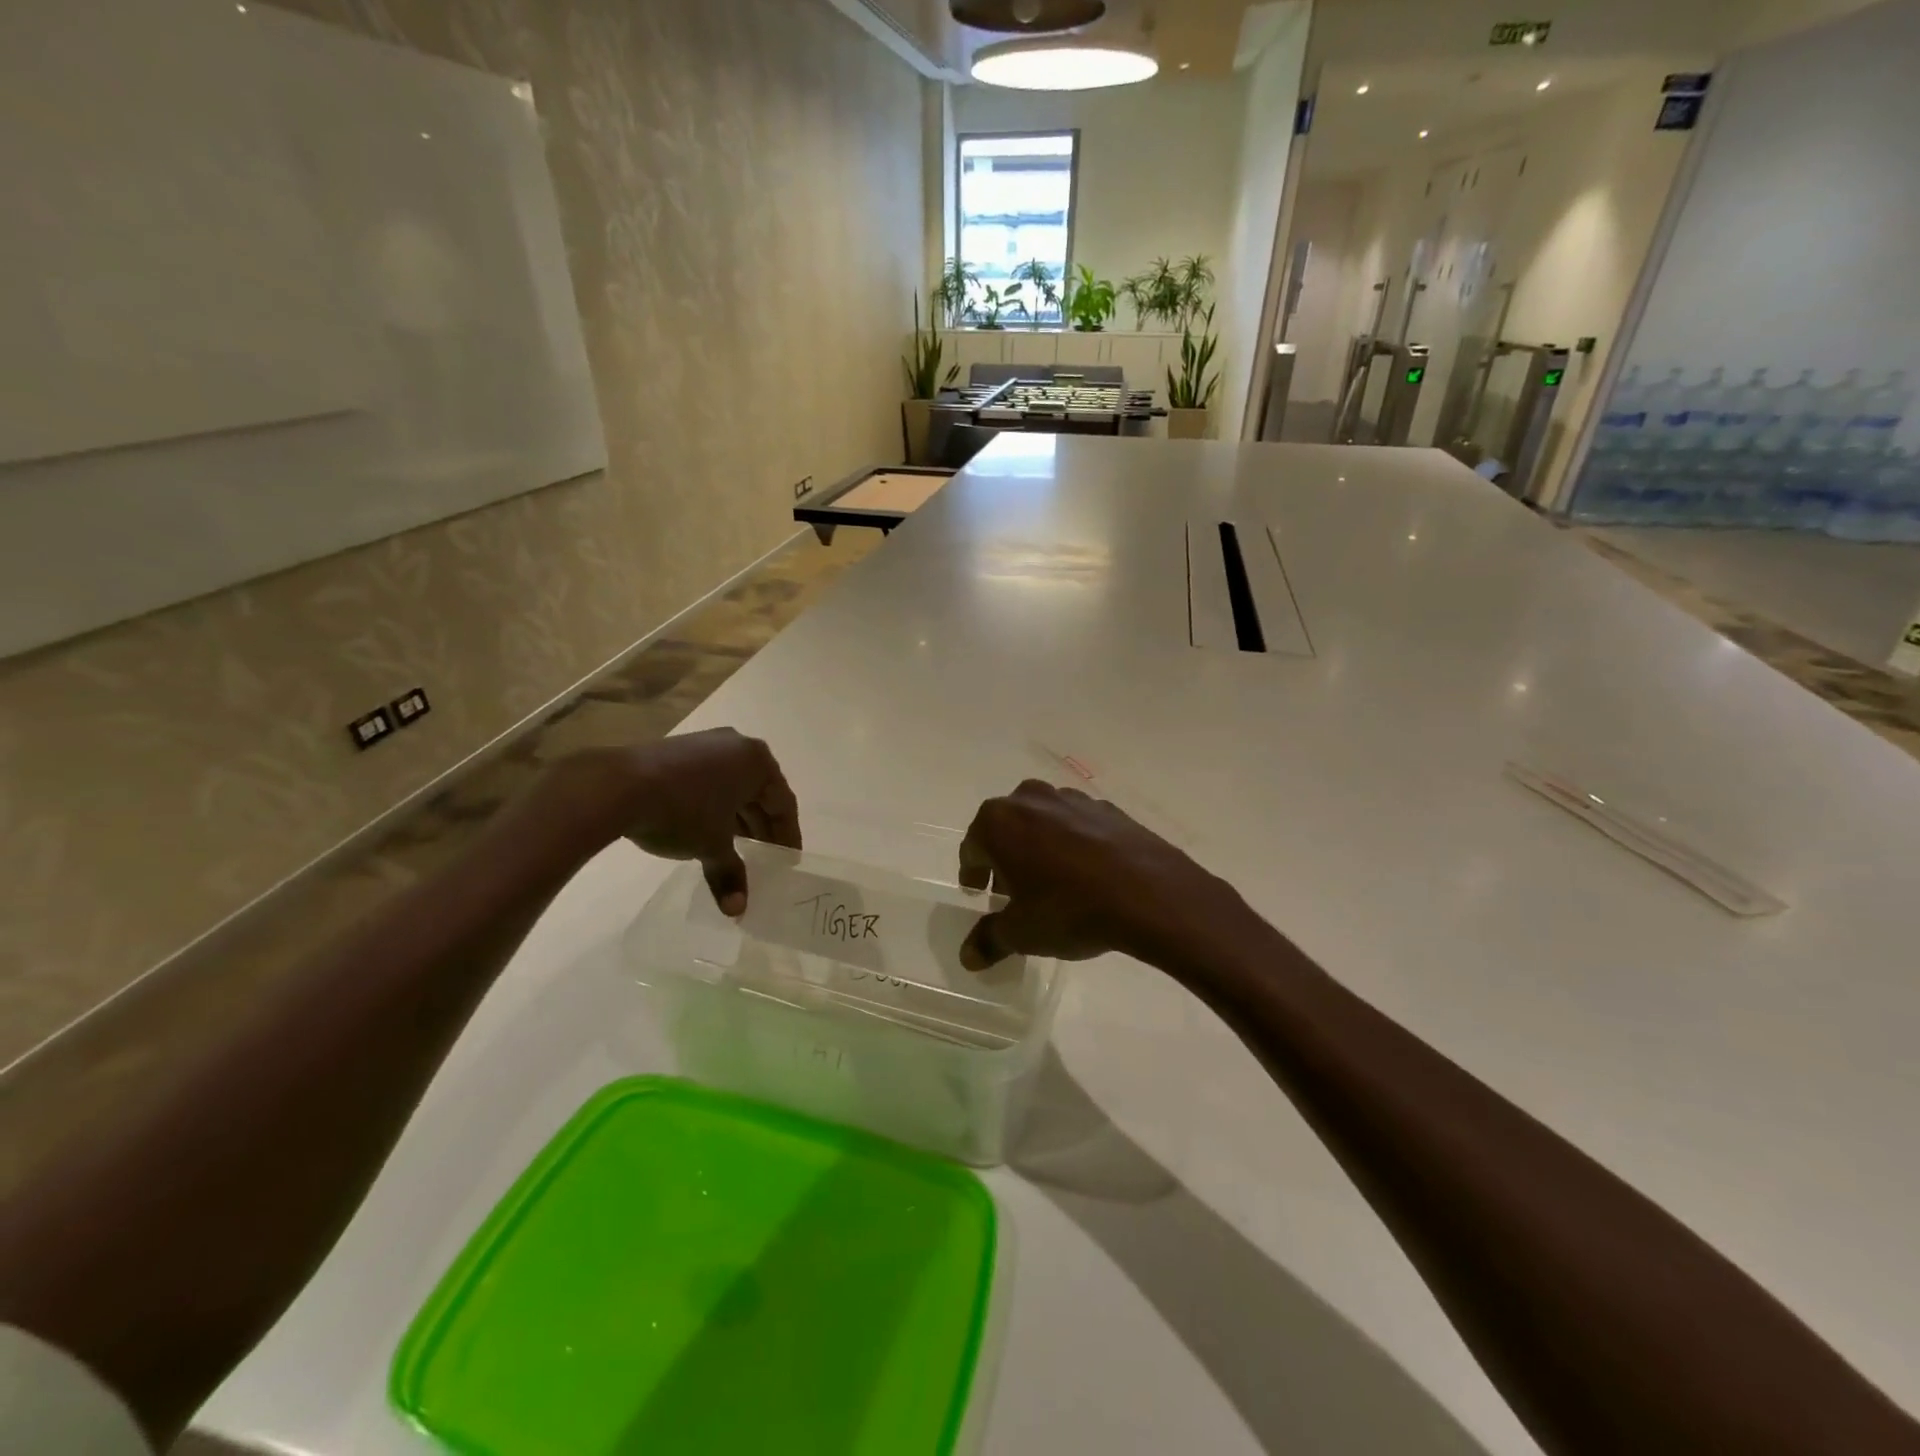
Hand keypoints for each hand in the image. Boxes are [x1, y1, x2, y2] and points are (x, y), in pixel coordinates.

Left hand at [556, 729, 799, 915]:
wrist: (617, 786)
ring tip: (737, 849)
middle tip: (765, 857)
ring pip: (733, 786)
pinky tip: (707, 830)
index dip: (787, 835)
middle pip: (759, 792)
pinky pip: (709, 781)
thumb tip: (737, 911)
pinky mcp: (678, 751)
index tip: (788, 860)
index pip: (783, 803)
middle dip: (762, 827)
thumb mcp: (712, 846)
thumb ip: (731, 873)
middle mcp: (737, 745)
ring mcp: (705, 744)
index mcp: (757, 762)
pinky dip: (715, 806)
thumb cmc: (682, 811)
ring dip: (738, 818)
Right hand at [956, 780, 1239, 970]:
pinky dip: (1073, 844)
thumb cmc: (1069, 909)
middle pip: (1006, 829)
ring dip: (1039, 847)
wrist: (1149, 893)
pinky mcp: (1107, 808)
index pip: (972, 848)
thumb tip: (968, 956)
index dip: (972, 873)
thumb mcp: (1021, 933)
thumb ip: (989, 939)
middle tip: (1012, 891)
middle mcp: (1029, 799)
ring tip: (1051, 883)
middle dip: (1005, 858)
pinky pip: (1077, 826)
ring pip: (1042, 822)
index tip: (979, 894)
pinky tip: (1087, 874)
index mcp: (998, 822)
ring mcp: (1071, 799)